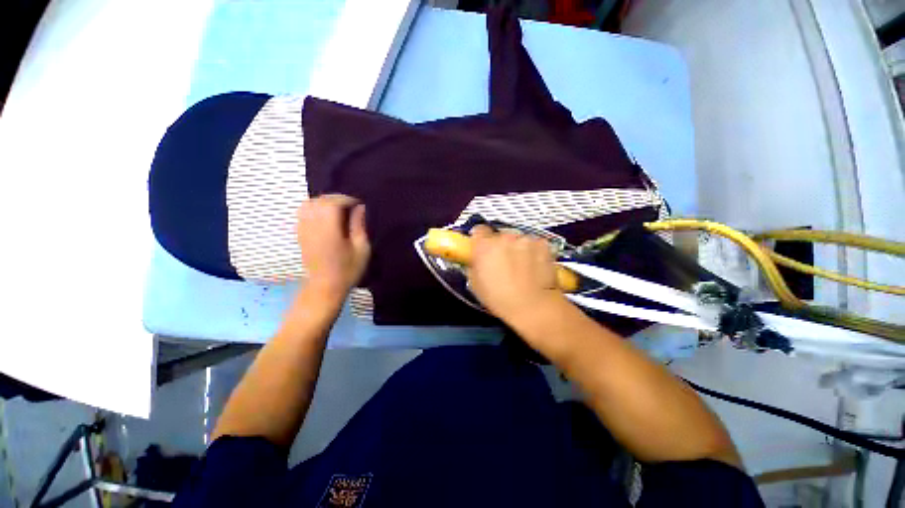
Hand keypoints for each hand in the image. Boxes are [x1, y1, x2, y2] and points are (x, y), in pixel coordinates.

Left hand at [296, 194, 370, 298]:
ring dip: (323, 202)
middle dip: (336, 198)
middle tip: (350, 205)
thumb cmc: (348, 270)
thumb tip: (360, 208)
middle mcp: (313, 226)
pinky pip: (302, 213)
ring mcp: (303, 230)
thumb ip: (359, 226)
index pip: (333, 203)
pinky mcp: (299, 234)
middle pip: (319, 201)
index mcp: (329, 230)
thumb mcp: (361, 249)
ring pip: (308, 204)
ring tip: (338, 208)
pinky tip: (325, 215)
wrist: (325, 287)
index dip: (347, 199)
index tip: (359, 203)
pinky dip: (314, 208)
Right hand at [467, 225, 564, 323]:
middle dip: (499, 246)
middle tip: (502, 263)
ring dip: (517, 249)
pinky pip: (533, 243)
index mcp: (484, 246)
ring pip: (517, 239)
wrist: (534, 306)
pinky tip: (533, 266)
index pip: (479, 230)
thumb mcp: (475, 284)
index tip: (483, 248)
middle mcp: (503, 238)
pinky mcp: (541, 243)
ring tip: (520, 267)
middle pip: (499, 235)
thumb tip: (476, 259)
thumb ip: (474, 265)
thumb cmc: (501, 299)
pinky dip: (533, 251)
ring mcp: (524, 239)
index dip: (480, 240)